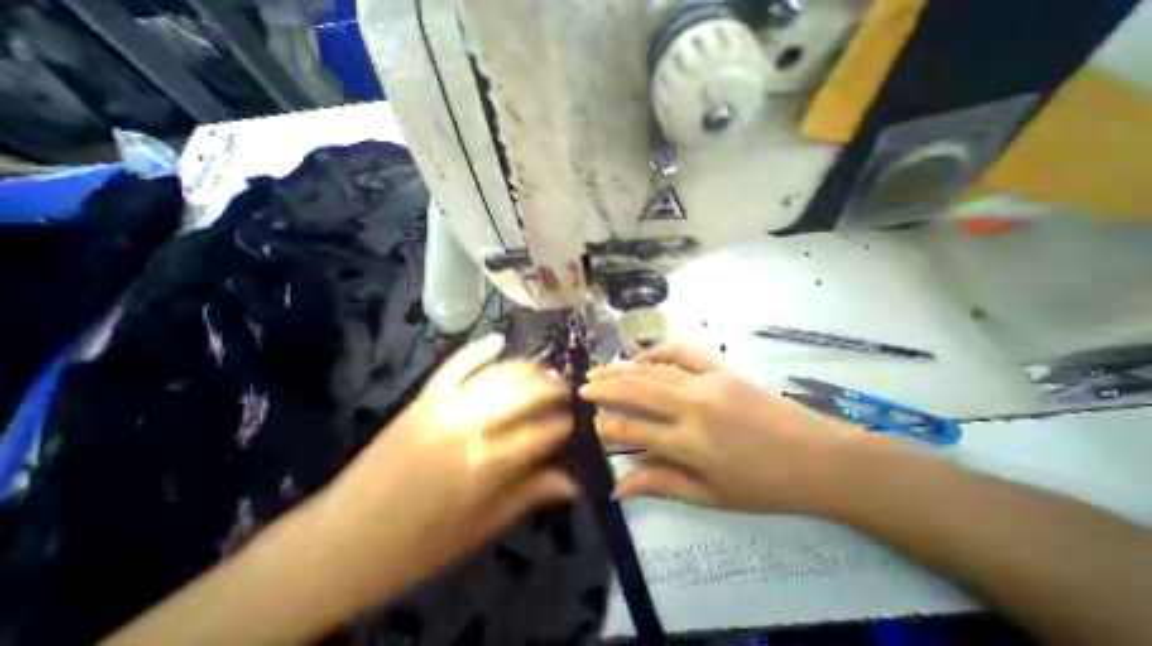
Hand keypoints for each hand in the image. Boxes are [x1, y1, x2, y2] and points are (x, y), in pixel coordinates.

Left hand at [311, 335, 575, 608]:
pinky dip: (478, 349)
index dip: (562, 426)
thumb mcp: (479, 529)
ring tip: (544, 371)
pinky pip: (456, 365)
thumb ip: (528, 496)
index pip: (540, 433)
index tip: (571, 425)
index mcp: (483, 467)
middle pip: (524, 393)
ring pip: (497, 374)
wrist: (337, 543)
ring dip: (526, 369)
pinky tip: (498, 341)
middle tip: (566, 391)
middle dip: (552, 388)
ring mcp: (442, 406)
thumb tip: (573, 484)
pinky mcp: (422, 398)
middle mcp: (467, 427)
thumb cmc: (415, 548)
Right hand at [582, 344, 858, 514]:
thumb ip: (661, 484)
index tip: (592, 424)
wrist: (820, 457)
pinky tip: (641, 356)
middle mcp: (694, 407)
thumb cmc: (765, 485)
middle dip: (604, 388)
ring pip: (653, 370)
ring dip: (622, 369)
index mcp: (691, 444)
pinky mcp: (721, 369)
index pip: (634, 429)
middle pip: (637, 391)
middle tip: (582, 388)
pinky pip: (682, 352)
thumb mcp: (711, 496)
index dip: (608, 426)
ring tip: (599, 370)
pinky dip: (657, 350)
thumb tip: (618, 486)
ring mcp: (708, 382)